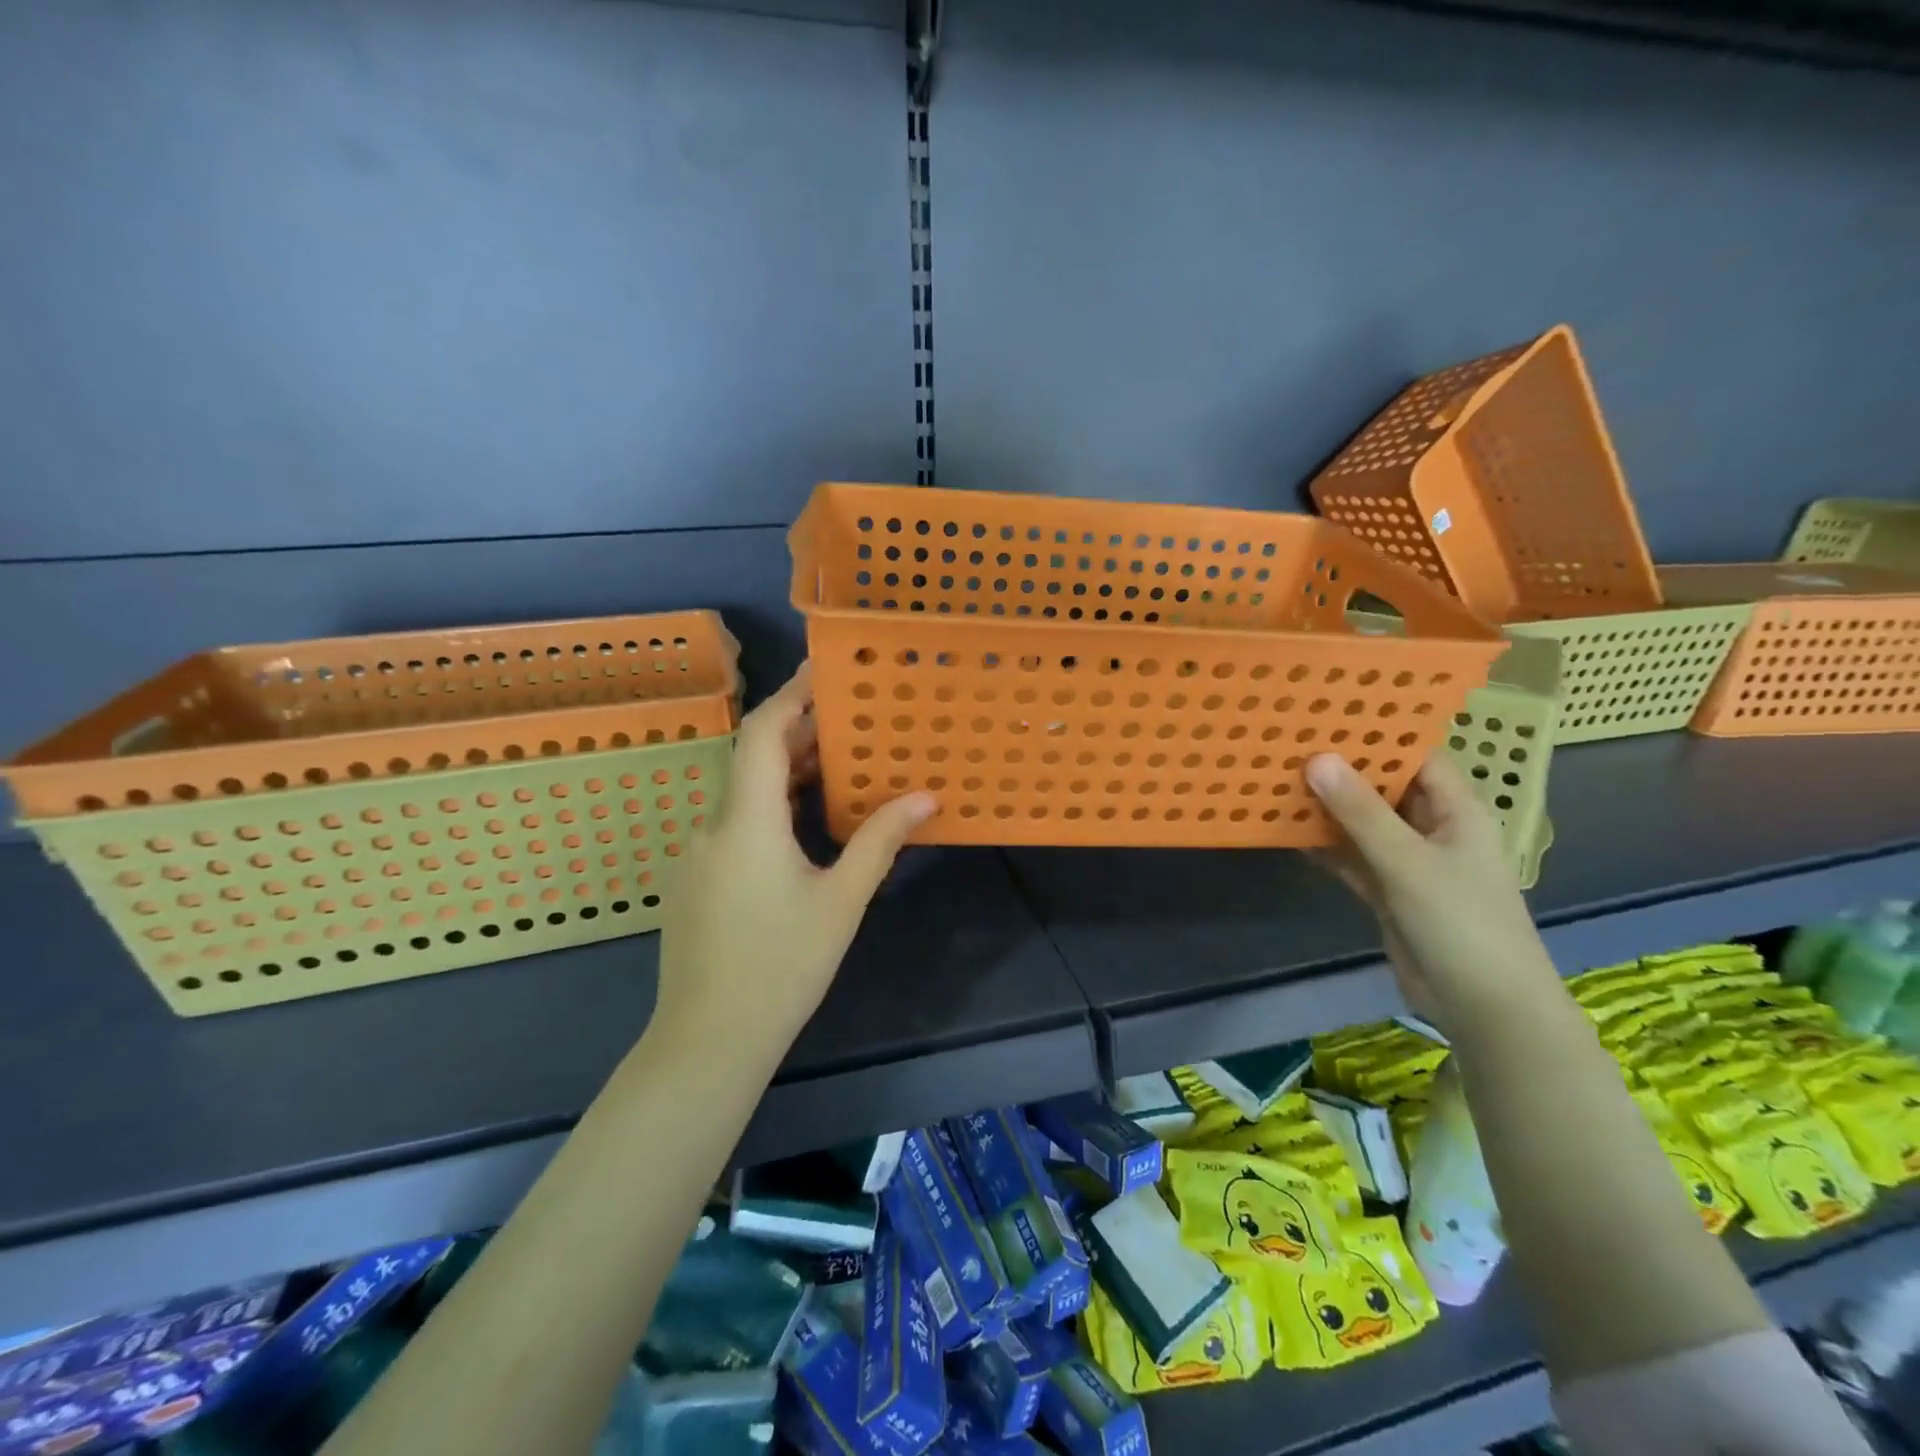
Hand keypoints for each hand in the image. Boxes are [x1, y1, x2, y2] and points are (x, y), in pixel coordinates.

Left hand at [657, 664, 936, 1051]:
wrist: (709, 1040)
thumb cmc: (783, 966)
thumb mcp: (841, 900)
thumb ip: (880, 841)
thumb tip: (925, 796)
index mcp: (745, 821)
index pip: (761, 733)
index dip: (792, 695)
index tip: (825, 673)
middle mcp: (711, 826)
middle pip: (750, 758)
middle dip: (797, 734)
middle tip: (847, 721)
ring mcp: (696, 854)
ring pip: (740, 793)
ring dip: (783, 773)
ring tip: (834, 766)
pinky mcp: (693, 881)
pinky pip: (732, 823)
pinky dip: (767, 807)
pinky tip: (801, 825)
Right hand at [1306, 752, 1561, 1033]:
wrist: (1483, 1005)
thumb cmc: (1461, 922)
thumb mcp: (1407, 861)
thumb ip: (1360, 812)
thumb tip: (1316, 758)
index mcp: (1455, 810)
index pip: (1418, 756)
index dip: (1380, 733)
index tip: (1330, 712)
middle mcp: (1432, 828)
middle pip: (1384, 787)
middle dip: (1342, 769)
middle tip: (1290, 741)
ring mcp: (1409, 862)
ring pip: (1363, 823)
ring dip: (1328, 808)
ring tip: (1278, 778)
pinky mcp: (1388, 891)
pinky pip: (1351, 857)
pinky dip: (1324, 846)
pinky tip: (1286, 832)